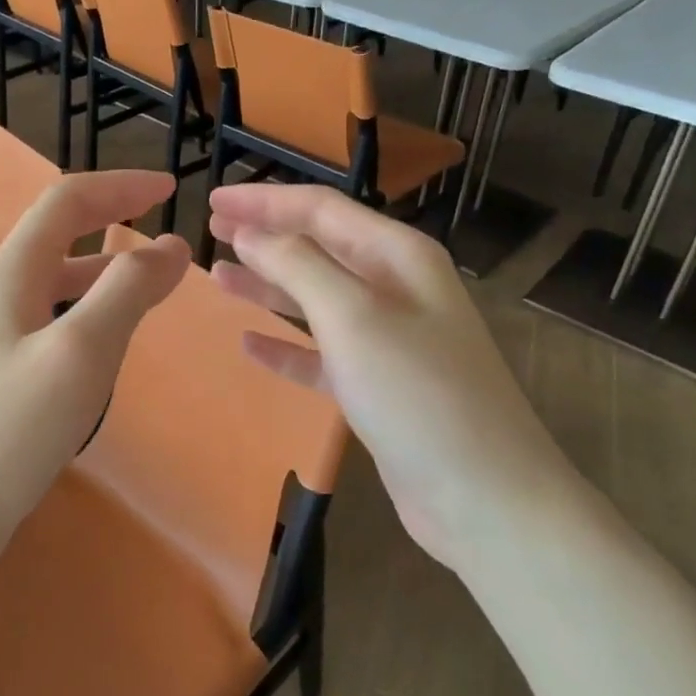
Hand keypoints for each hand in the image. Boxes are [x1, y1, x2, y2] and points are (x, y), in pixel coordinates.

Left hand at [0, 171, 190, 570]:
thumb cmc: (11, 429)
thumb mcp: (82, 353)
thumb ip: (128, 291)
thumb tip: (172, 245)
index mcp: (12, 272)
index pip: (67, 201)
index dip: (120, 186)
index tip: (171, 189)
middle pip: (58, 235)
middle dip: (113, 223)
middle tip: (166, 239)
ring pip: (54, 281)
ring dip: (102, 270)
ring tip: (148, 286)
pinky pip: (48, 319)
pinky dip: (85, 311)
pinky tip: (103, 343)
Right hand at [208, 185, 569, 570]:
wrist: (484, 497)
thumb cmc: (418, 394)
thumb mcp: (353, 318)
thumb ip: (298, 266)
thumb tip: (251, 232)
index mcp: (397, 256)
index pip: (320, 209)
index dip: (264, 200)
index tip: (212, 199)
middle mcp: (395, 288)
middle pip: (318, 248)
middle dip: (265, 236)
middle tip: (211, 230)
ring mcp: (387, 339)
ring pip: (315, 299)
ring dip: (269, 286)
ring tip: (218, 278)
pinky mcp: (377, 385)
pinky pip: (321, 354)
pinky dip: (286, 346)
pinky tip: (249, 345)